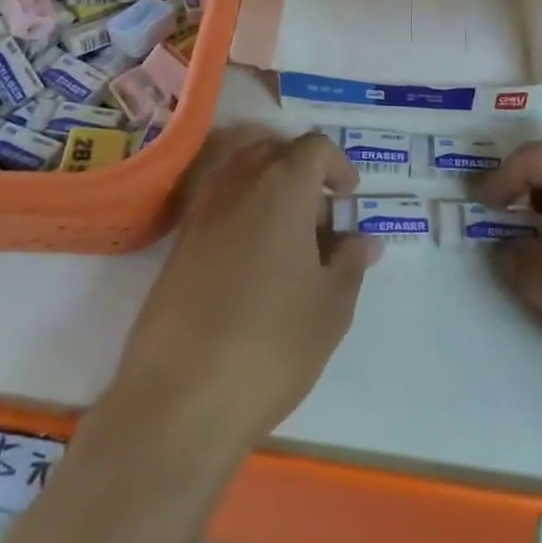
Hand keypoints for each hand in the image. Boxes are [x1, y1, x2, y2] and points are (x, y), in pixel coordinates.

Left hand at [109, 130, 376, 453]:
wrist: (181, 396)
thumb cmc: (272, 343)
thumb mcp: (331, 306)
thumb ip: (350, 262)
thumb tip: (363, 241)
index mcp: (281, 185)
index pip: (313, 147)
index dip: (338, 165)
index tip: (348, 198)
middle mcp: (237, 182)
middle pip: (274, 150)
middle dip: (302, 173)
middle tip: (321, 219)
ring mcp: (201, 209)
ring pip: (242, 173)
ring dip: (269, 189)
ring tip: (289, 241)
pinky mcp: (178, 240)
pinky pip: (218, 203)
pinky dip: (242, 212)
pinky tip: (254, 262)